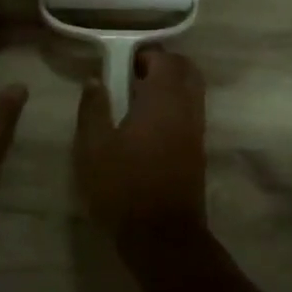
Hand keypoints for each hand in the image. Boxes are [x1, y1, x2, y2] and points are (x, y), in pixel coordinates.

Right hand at [74, 49, 207, 245]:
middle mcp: (187, 109)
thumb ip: (93, 108)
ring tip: (135, 102)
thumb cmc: (123, 187)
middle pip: (186, 71)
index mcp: (163, 100)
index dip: (143, 55)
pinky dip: (174, 107)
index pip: (164, 60)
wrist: (162, 237)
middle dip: (161, 66)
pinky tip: (147, 127)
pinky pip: (191, 113)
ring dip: (169, 87)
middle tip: (130, 77)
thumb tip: (94, 80)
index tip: (119, 64)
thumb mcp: (94, 147)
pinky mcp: (198, 151)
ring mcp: (197, 131)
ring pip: (191, 92)